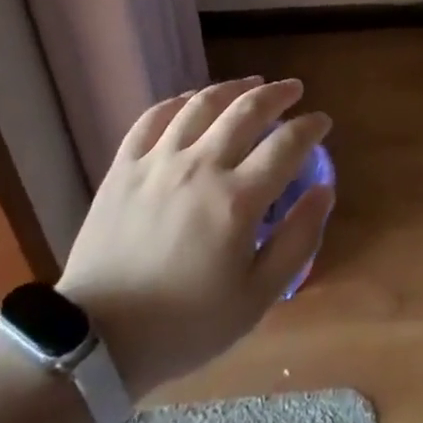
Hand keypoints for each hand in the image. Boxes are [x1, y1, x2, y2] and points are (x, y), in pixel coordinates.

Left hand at [55, 77, 333, 399]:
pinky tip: (193, 100)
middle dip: (278, 94)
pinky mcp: (124, 166)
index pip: (287, 144)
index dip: (310, 127)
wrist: (98, 340)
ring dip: (233, 87)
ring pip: (202, 104)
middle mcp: (201, 166)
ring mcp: (158, 161)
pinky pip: (154, 117)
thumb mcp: (257, 297)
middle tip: (294, 89)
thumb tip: (324, 190)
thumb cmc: (186, 324)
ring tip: (251, 83)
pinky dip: (180, 101)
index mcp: (237, 199)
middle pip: (247, 111)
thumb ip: (297, 240)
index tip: (322, 121)